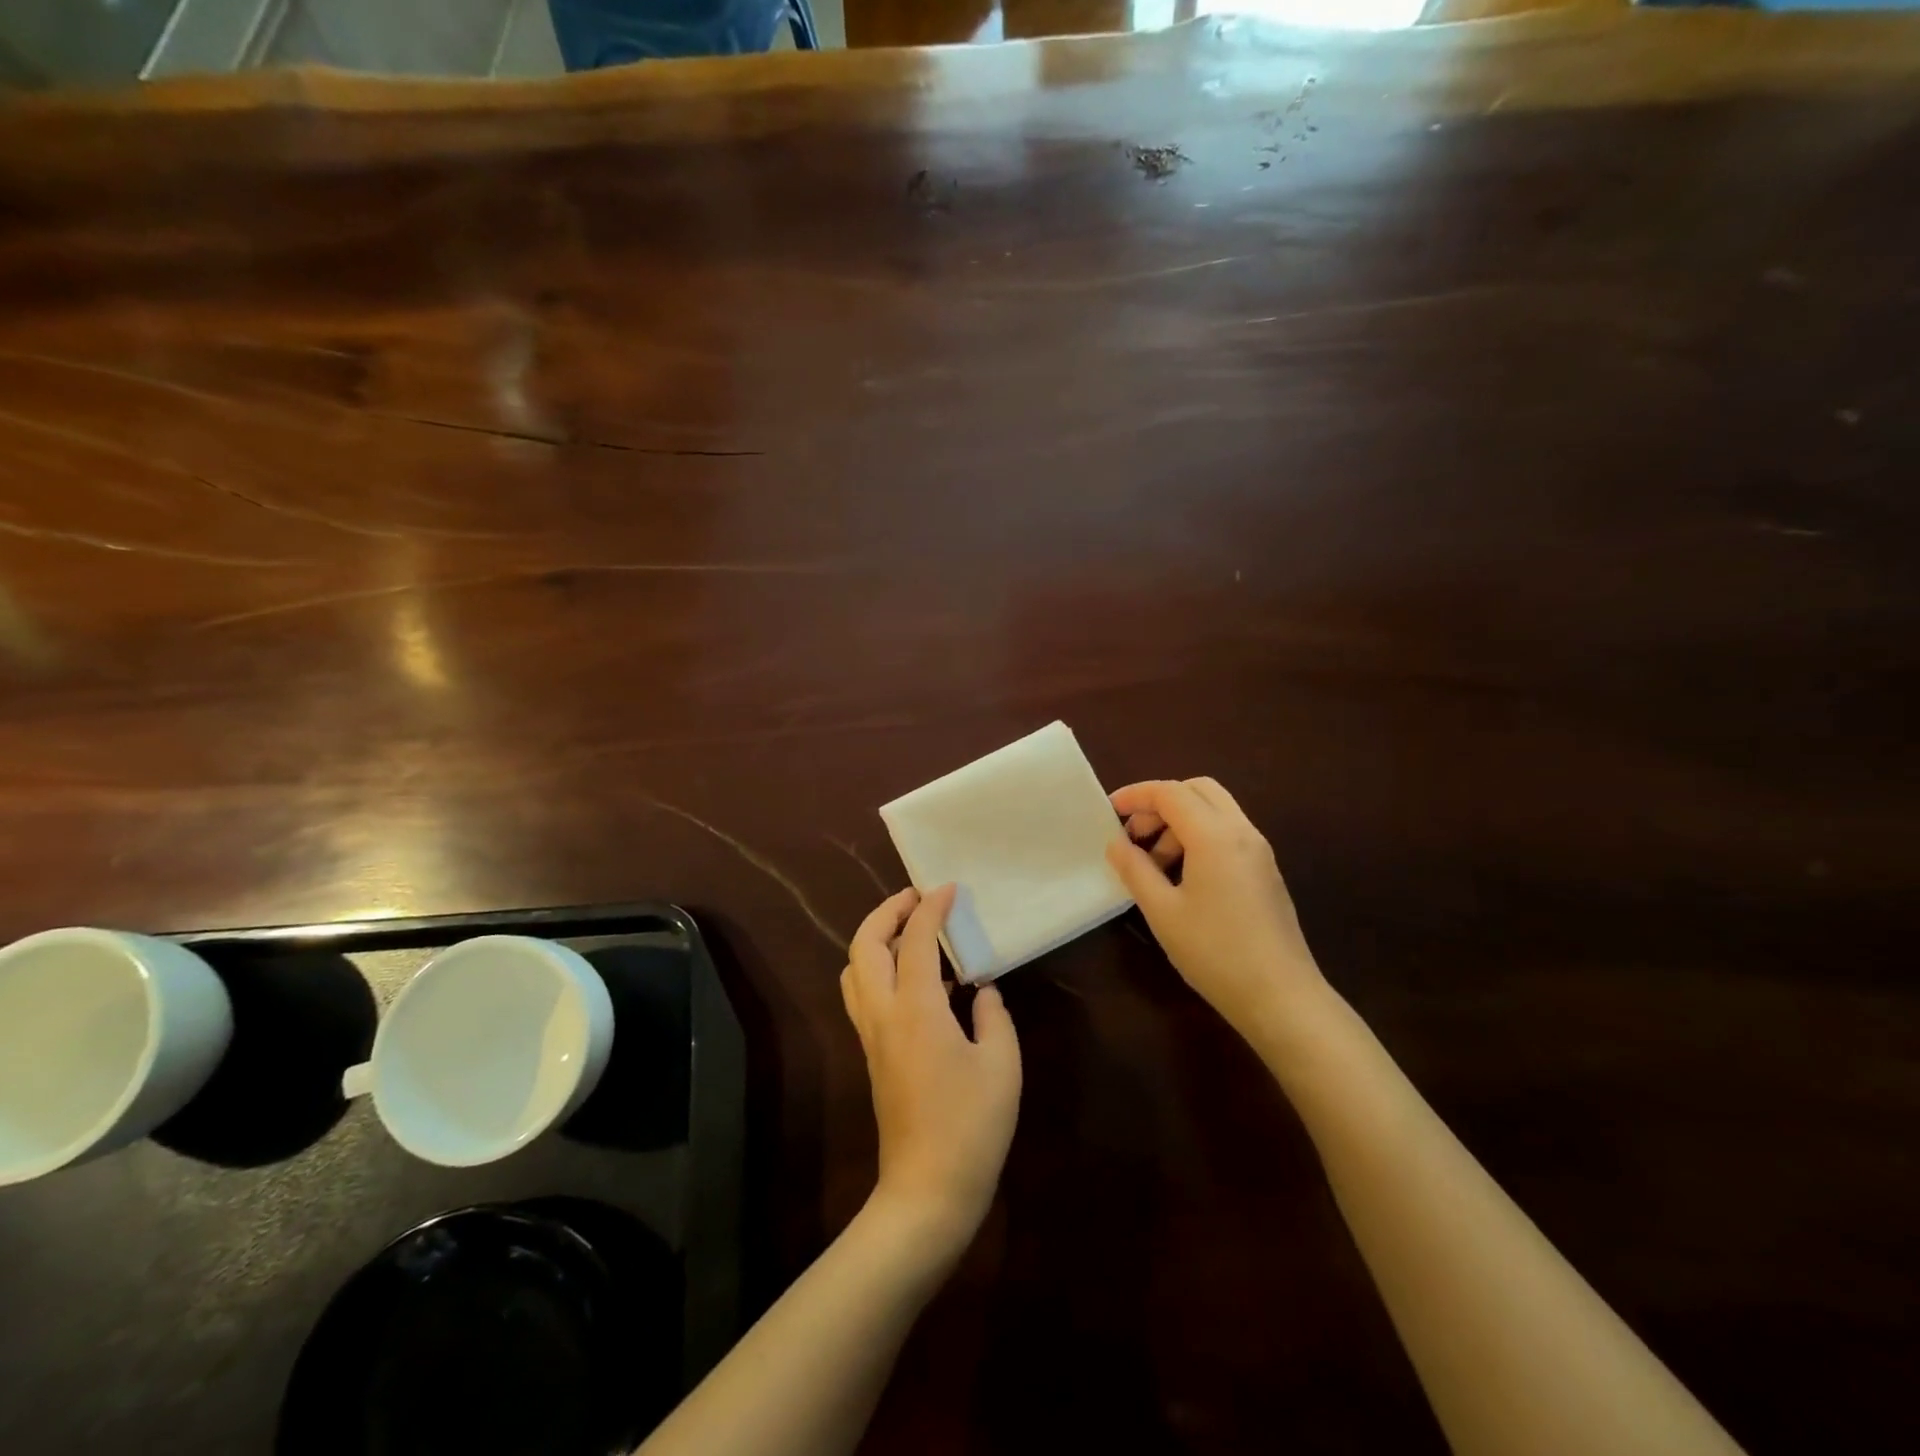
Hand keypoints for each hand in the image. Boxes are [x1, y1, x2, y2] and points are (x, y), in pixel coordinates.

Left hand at [840, 885, 1021, 1251]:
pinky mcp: (872, 1055)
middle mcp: (883, 1014)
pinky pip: (864, 994)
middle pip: (864, 945)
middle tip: (916, 899)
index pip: (914, 939)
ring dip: (875, 939)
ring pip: (854, 970)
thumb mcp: (1002, 1064)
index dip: (930, 907)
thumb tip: (982, 991)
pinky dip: (880, 969)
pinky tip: (919, 981)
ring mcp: (871, 1036)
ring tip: (910, 932)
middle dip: (885, 912)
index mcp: (916, 1009)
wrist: (928, 1190)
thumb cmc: (972, 1125)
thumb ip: (993, 1016)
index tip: (948, 888)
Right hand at [1106, 778, 1329, 1045]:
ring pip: (1215, 810)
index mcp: (1215, 835)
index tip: (1109, 811)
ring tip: (1154, 864)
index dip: (1136, 795)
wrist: (1281, 997)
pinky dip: (1199, 838)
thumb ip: (1135, 869)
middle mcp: (1242, 831)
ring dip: (1179, 823)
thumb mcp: (1163, 911)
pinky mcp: (1265, 870)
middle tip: (1134, 834)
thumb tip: (1116, 843)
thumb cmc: (1215, 952)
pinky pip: (1227, 833)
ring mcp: (1258, 850)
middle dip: (1160, 803)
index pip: (1170, 793)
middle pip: (1197, 790)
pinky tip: (1182, 877)